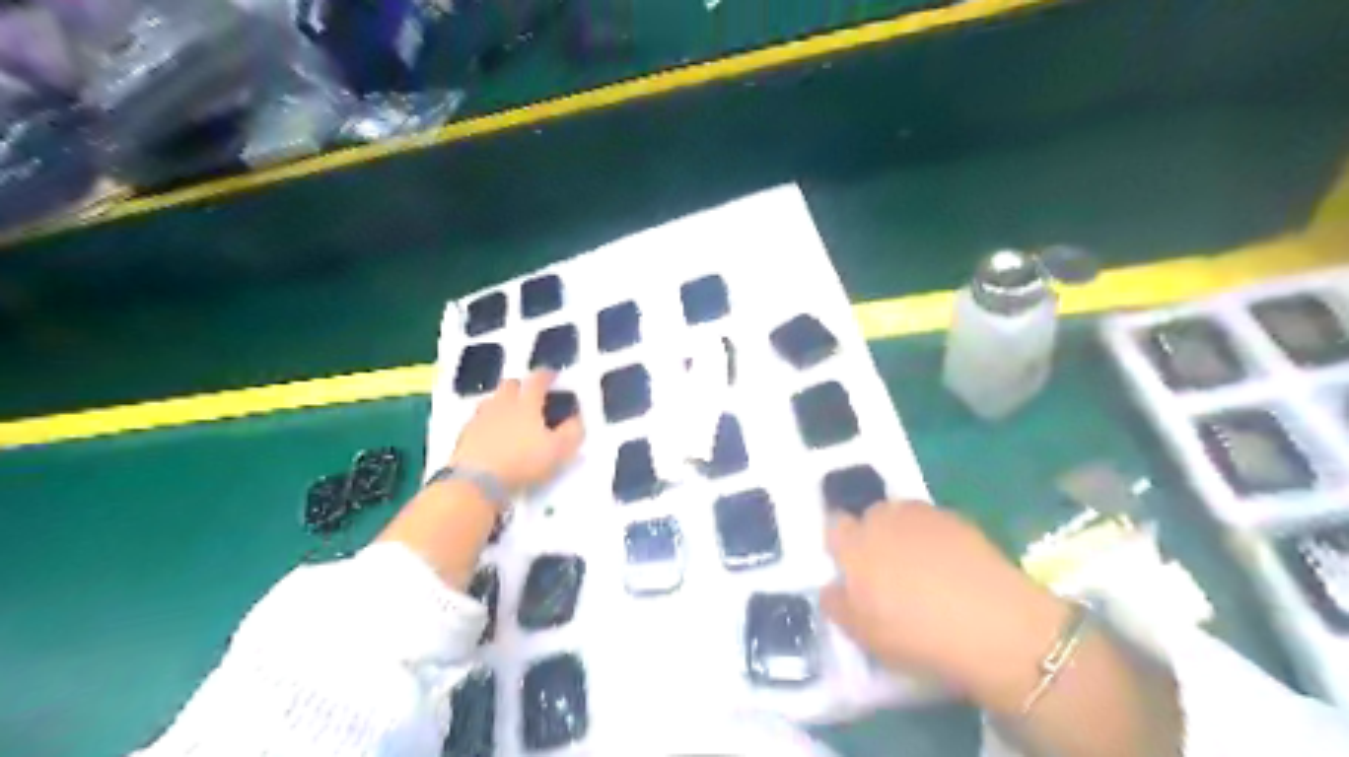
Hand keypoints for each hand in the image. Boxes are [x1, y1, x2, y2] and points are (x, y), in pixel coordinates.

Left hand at [449, 370, 581, 491]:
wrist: (476, 481)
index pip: (537, 380)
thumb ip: (573, 431)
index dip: (547, 375)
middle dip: (521, 385)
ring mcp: (480, 418)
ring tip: (509, 414)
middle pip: (510, 384)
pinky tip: (490, 434)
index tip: (553, 375)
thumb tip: (577, 418)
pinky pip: (477, 420)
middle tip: (530, 395)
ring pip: (491, 400)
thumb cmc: (523, 461)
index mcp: (526, 403)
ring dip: (502, 402)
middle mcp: (502, 404)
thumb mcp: (560, 450)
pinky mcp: (464, 435)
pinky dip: (486, 422)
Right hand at [816, 502, 1070, 703]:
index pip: (835, 526)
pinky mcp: (959, 518)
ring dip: (904, 533)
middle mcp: (884, 519)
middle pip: (870, 516)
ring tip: (922, 567)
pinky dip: (936, 538)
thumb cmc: (918, 635)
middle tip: (888, 570)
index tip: (851, 567)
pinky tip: (952, 567)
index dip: (841, 544)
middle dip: (874, 534)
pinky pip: (934, 523)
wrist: (995, 626)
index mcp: (855, 545)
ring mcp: (923, 515)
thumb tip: (831, 587)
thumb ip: (838, 606)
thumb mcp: (865, 635)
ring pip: (903, 515)